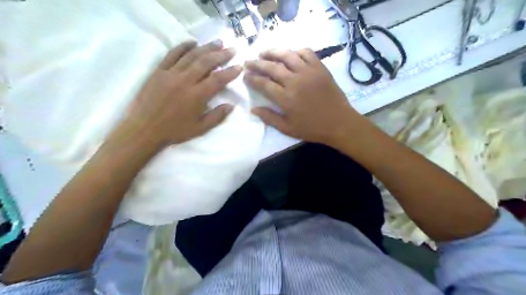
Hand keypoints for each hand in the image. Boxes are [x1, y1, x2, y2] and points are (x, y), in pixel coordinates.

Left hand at [122, 39, 241, 146]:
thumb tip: (231, 105)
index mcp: (197, 96)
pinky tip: (192, 42)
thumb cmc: (174, 131)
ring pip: (191, 56)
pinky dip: (183, 46)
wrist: (144, 129)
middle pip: (206, 63)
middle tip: (231, 49)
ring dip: (206, 48)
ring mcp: (171, 73)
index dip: (230, 72)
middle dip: (221, 55)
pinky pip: (172, 55)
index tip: (239, 66)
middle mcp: (185, 81)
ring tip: (218, 42)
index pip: (218, 80)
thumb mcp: (200, 129)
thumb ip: (217, 116)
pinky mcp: (159, 71)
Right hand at [245, 48, 364, 147]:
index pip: (263, 84)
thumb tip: (253, 109)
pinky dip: (296, 51)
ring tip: (264, 52)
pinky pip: (306, 53)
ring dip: (273, 52)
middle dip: (257, 63)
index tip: (245, 75)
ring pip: (287, 55)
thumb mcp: (288, 129)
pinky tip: (290, 54)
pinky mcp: (320, 68)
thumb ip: (269, 118)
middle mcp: (295, 81)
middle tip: (248, 61)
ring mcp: (308, 72)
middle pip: (271, 67)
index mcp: (286, 98)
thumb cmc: (312, 128)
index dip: (252, 78)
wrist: (339, 123)